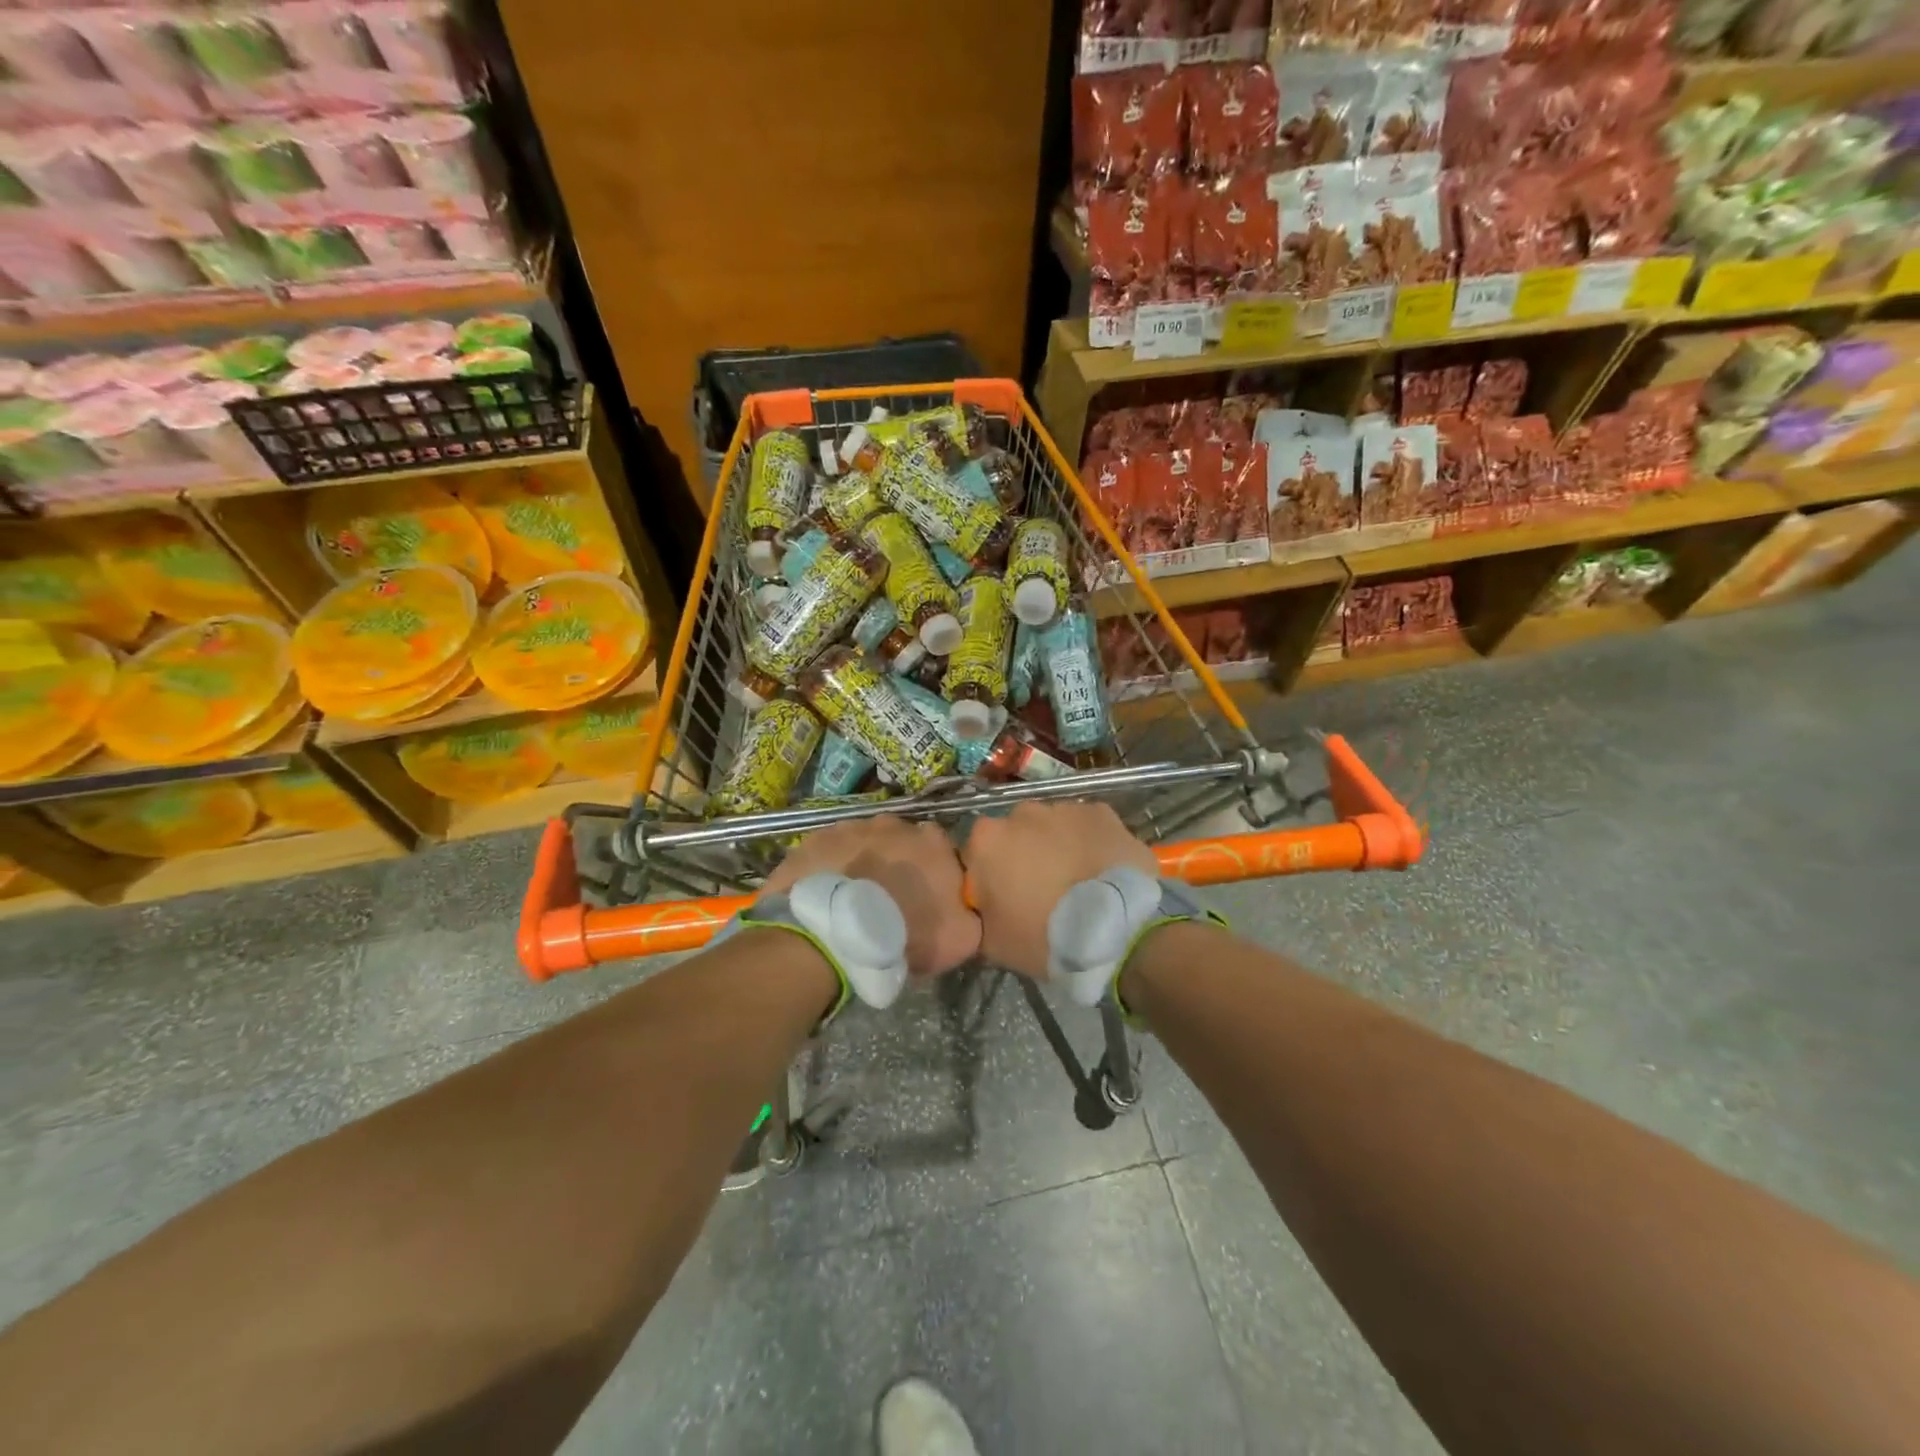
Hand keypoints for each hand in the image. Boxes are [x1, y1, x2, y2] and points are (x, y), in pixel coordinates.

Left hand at [765, 817, 979, 978]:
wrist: (838, 932)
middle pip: (901, 843)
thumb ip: (971, 915)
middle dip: (897, 864)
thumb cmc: (906, 932)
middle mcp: (895, 824)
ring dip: (863, 864)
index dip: (935, 875)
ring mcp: (853, 826)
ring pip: (864, 844)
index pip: (942, 851)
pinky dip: (831, 869)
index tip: (926, 900)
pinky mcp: (817, 838)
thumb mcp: (962, 938)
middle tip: (888, 900)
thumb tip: (967, 909)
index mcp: (934, 842)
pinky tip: (825, 895)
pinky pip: (830, 852)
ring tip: (852, 900)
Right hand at [961, 802, 1157, 978]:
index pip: (978, 853)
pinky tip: (1101, 871)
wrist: (1114, 930)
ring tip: (1078, 882)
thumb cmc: (1043, 937)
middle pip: (1016, 833)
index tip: (1006, 899)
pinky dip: (1090, 843)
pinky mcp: (1102, 812)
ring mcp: (1064, 808)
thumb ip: (980, 912)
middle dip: (1025, 854)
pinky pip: (1087, 827)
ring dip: (1058, 847)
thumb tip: (985, 904)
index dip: (991, 876)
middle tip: (1043, 890)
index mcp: (987, 840)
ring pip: (1053, 827)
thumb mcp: (992, 941)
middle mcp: (1021, 813)